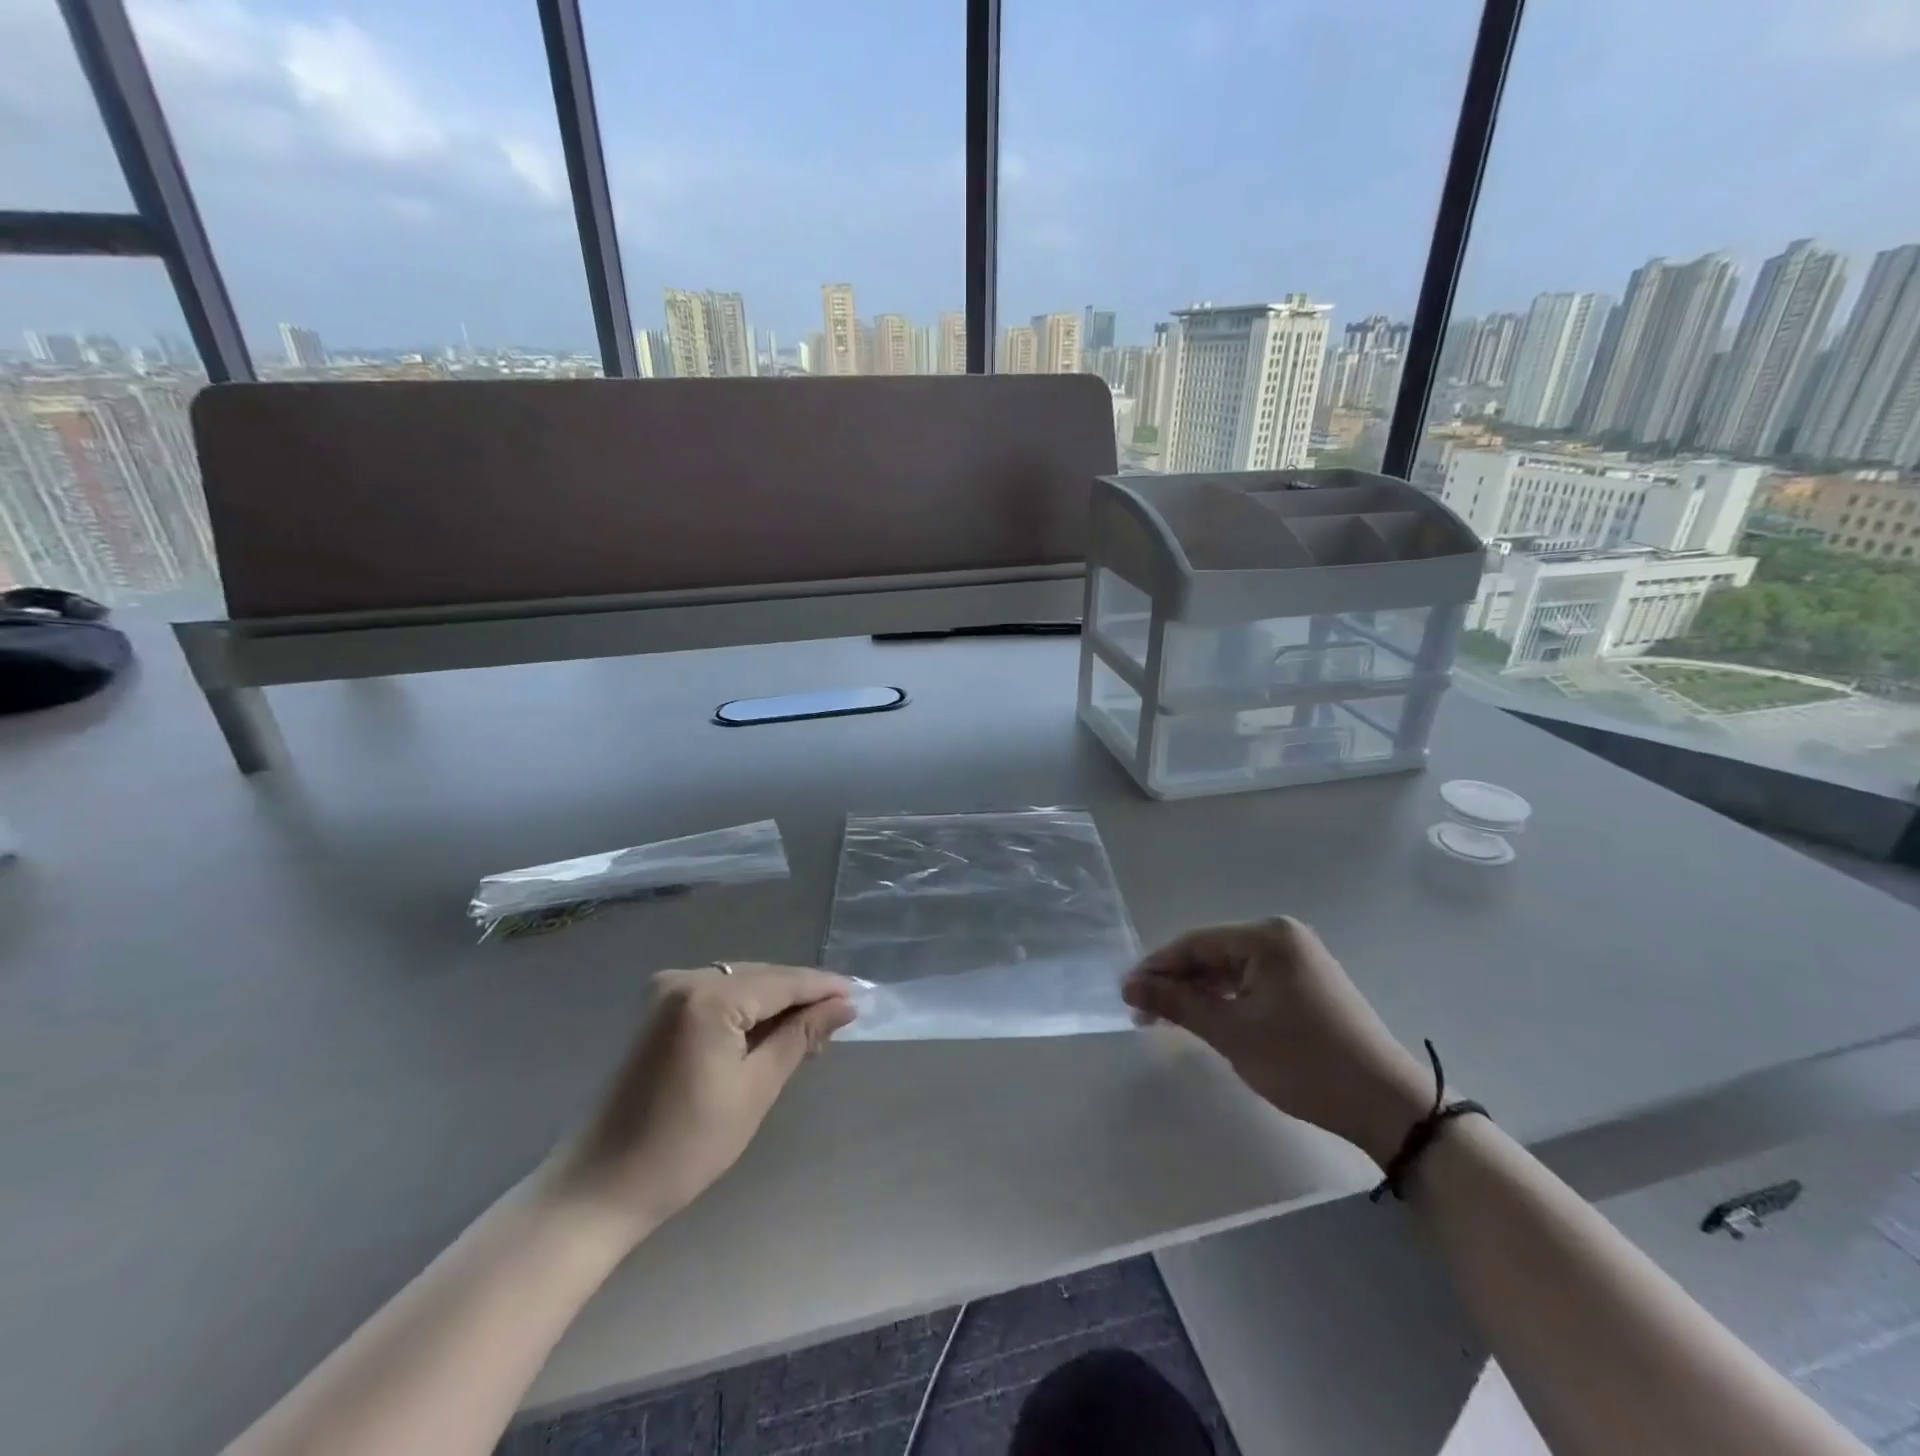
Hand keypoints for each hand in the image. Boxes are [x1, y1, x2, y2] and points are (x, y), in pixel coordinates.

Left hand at [542, 964, 854, 1242]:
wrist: (599, 1188)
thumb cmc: (685, 1146)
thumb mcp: (755, 1090)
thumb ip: (800, 1036)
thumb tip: (843, 1005)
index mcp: (708, 997)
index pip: (782, 981)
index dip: (824, 988)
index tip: (862, 997)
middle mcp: (685, 979)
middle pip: (762, 977)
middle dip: (801, 997)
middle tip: (840, 1021)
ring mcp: (666, 991)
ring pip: (741, 984)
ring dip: (775, 1005)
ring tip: (812, 1031)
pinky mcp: (657, 1009)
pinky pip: (718, 997)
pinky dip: (746, 1012)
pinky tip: (769, 1033)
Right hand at [1123, 918, 1430, 1167]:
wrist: (1387, 1105)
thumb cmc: (1304, 1062)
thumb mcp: (1232, 1033)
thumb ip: (1178, 1004)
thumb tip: (1129, 987)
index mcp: (1267, 936)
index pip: (1195, 943)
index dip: (1156, 968)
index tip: (1125, 994)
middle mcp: (1282, 936)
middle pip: (1211, 954)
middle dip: (1175, 983)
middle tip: (1141, 1013)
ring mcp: (1297, 959)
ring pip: (1229, 970)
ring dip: (1198, 994)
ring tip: (1164, 1021)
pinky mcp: (1305, 983)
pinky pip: (1250, 982)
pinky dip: (1225, 1000)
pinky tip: (1204, 1019)